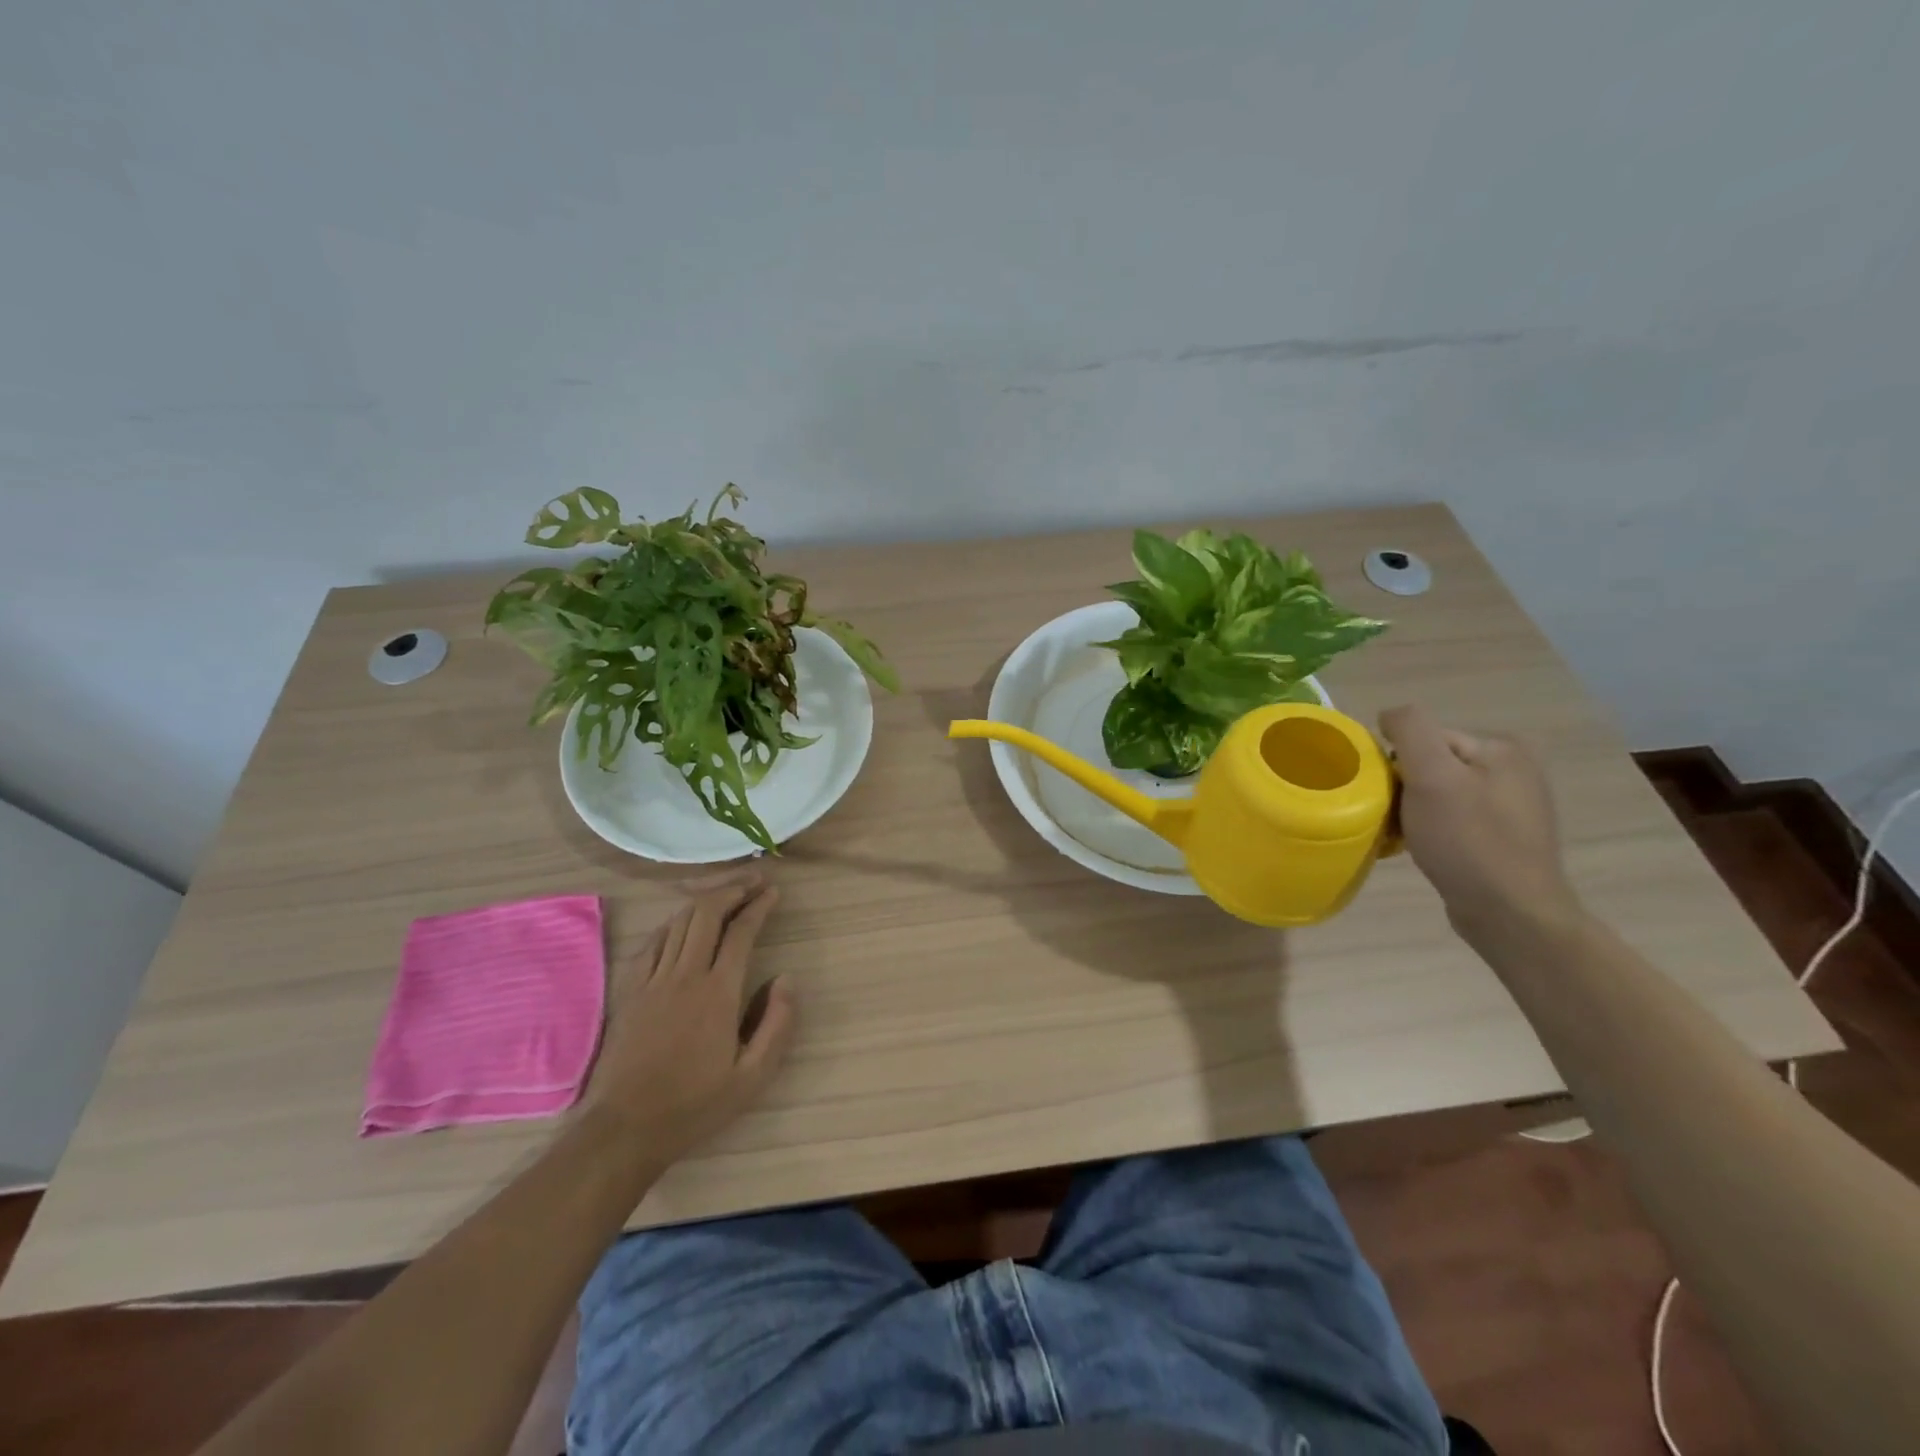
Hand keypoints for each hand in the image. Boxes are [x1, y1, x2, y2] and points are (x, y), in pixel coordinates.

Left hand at [578, 870, 795, 1164]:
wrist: (624, 1127)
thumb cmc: (694, 1104)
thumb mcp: (752, 1077)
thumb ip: (777, 1024)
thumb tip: (786, 978)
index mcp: (718, 993)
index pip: (741, 932)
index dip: (760, 906)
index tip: (774, 892)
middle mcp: (685, 975)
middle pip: (707, 913)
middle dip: (733, 889)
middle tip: (754, 880)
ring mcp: (653, 980)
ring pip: (679, 921)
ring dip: (705, 900)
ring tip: (726, 891)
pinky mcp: (630, 990)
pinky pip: (653, 942)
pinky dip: (673, 922)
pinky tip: (683, 921)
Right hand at [1379, 704, 1581, 936]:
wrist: (1511, 915)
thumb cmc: (1469, 842)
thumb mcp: (1433, 777)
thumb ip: (1410, 731)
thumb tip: (1389, 715)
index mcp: (1502, 748)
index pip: (1425, 738)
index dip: (1398, 764)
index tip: (1391, 796)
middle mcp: (1514, 769)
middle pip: (1431, 764)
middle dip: (1405, 788)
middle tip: (1396, 819)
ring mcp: (1511, 805)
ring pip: (1437, 792)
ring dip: (1413, 810)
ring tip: (1406, 836)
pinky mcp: (1503, 836)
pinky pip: (1451, 817)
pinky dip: (1429, 829)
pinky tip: (1424, 848)